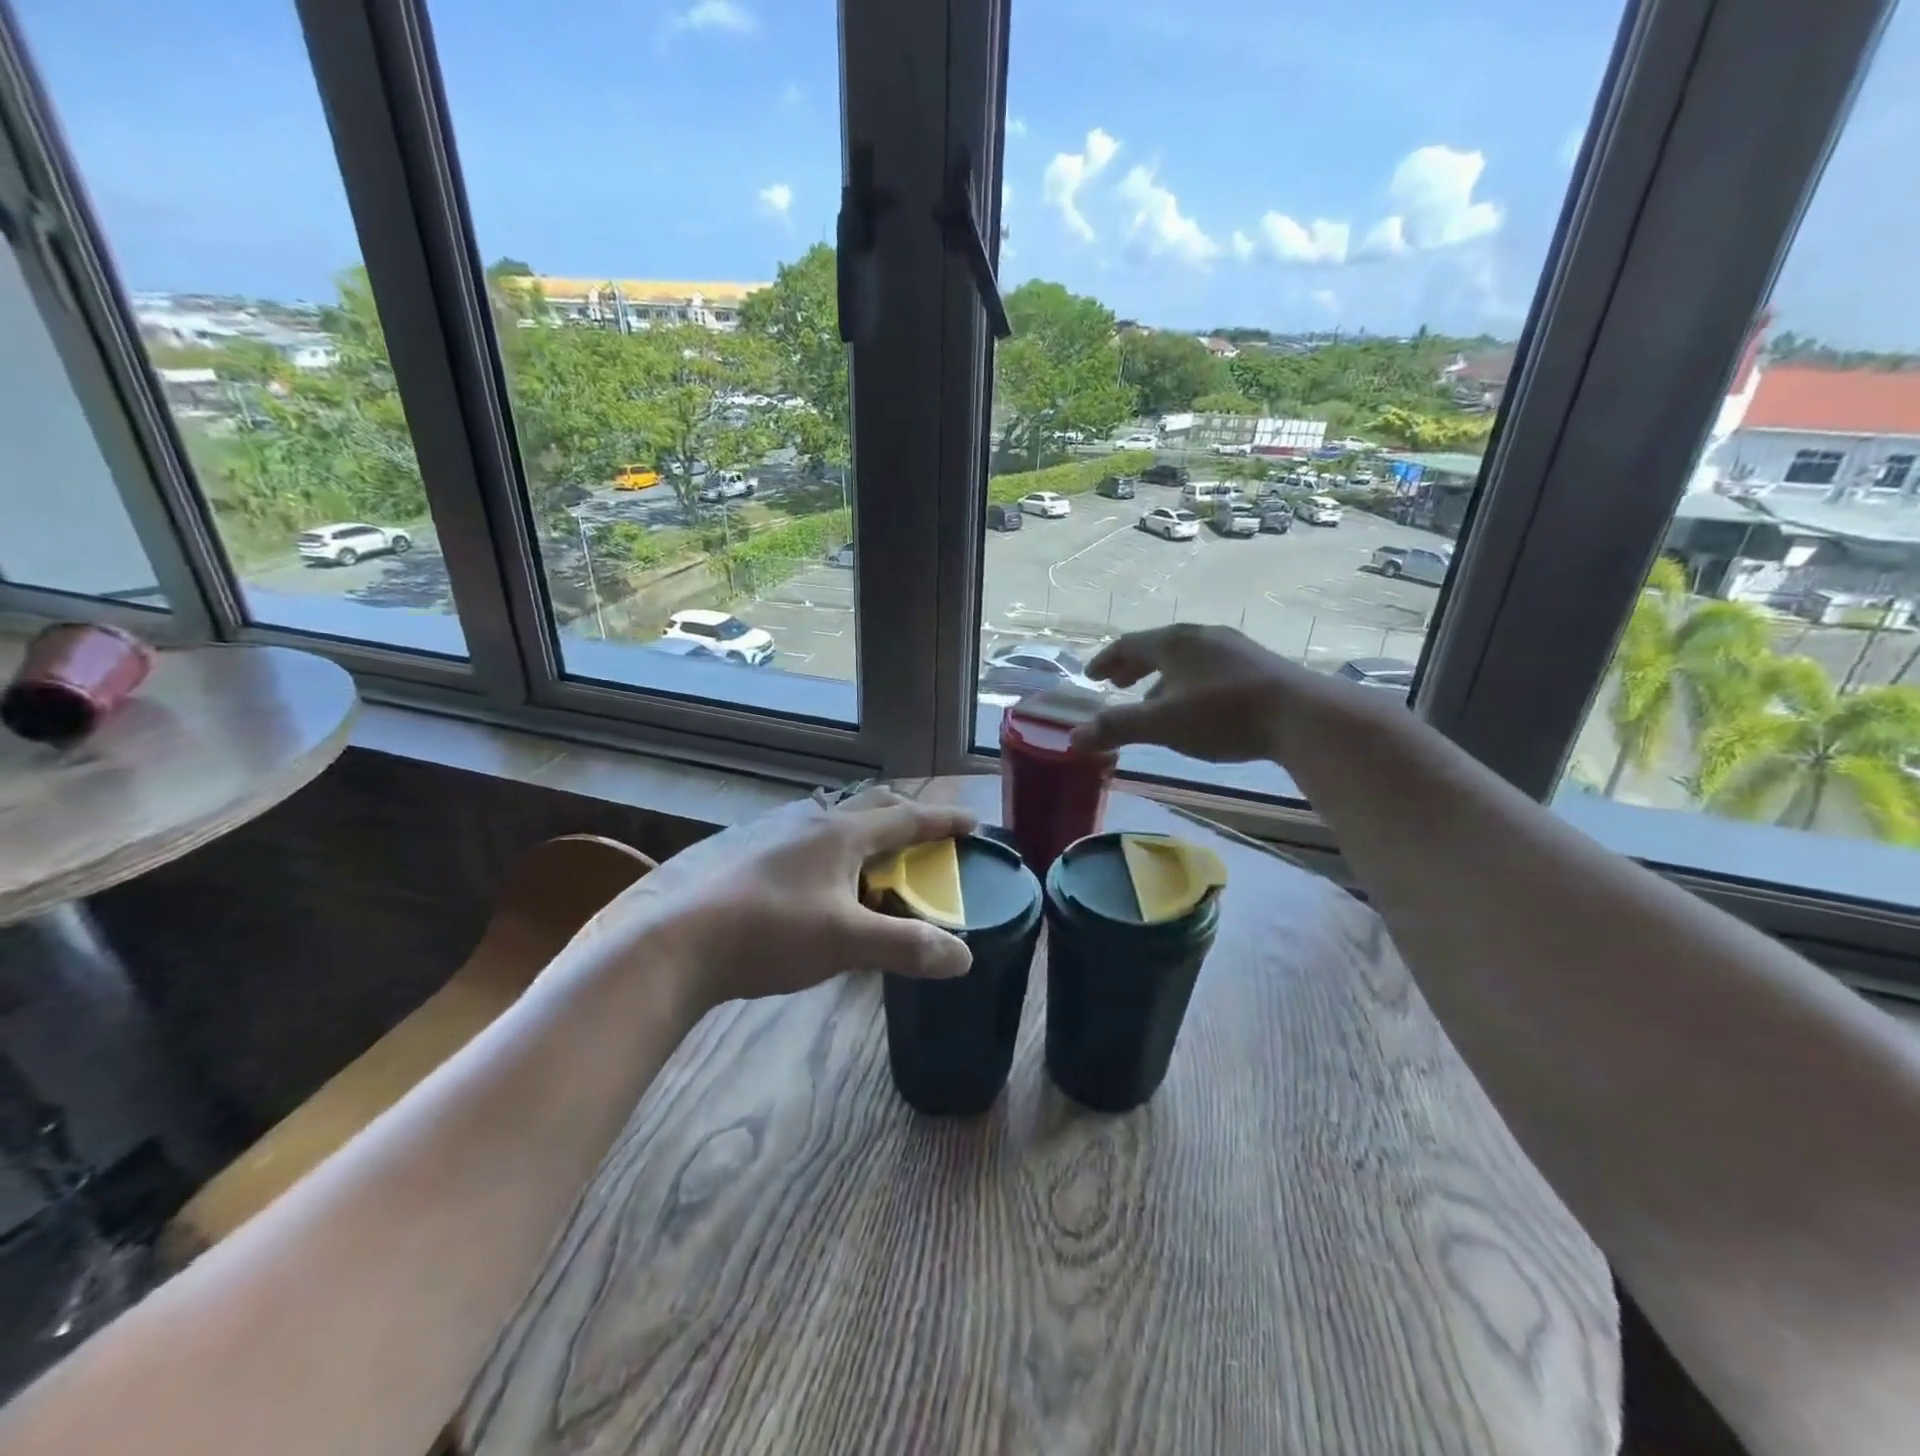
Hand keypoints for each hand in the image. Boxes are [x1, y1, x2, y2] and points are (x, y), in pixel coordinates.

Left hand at [591, 787, 977, 1009]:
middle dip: (905, 816)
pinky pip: (808, 837)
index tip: (973, 821)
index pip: (906, 818)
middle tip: (927, 836)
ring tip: (876, 856)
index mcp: (841, 833)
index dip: (942, 820)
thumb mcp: (846, 943)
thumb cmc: (770, 933)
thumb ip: (907, 947)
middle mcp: (812, 821)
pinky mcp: (751, 852)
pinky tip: (820, 877)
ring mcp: (776, 833)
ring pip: (835, 819)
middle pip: (871, 806)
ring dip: (866, 830)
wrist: (680, 941)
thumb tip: (964, 957)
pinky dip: (833, 847)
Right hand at [1072, 624, 1319, 761]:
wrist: (1302, 716)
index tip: (1091, 675)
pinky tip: (1196, 707)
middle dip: (1132, 666)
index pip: (1129, 644)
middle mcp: (1202, 636)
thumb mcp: (1162, 724)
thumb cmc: (1222, 715)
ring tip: (1153, 700)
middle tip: (1116, 684)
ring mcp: (1234, 648)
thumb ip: (1117, 728)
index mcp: (1174, 642)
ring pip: (1186, 659)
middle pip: (1158, 647)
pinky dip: (1189, 683)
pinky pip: (1209, 668)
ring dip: (1162, 677)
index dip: (1106, 660)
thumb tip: (1073, 738)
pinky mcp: (1258, 665)